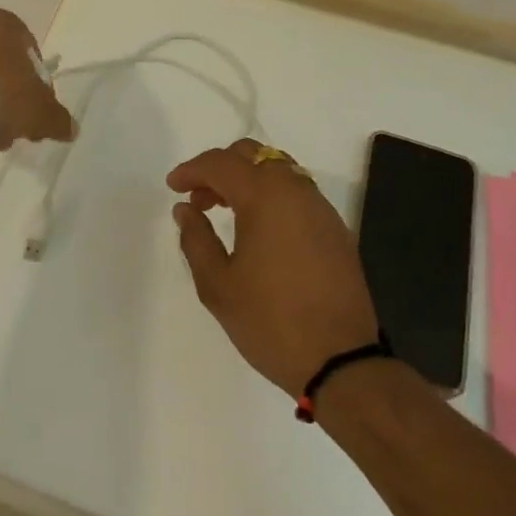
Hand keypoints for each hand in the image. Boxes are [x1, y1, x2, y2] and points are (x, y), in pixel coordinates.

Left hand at [0, 8, 75, 147]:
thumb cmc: (2, 95)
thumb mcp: (41, 112)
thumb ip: (59, 119)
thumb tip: (72, 128)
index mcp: (7, 24)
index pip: (30, 49)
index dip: (37, 80)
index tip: (35, 105)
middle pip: (2, 65)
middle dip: (10, 95)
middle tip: (14, 124)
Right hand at [167, 139, 377, 396]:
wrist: (342, 362)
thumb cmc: (271, 321)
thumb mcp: (218, 285)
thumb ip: (196, 239)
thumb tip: (185, 209)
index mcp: (265, 196)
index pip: (220, 163)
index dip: (192, 170)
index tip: (173, 187)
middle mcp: (295, 190)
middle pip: (252, 154)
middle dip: (220, 168)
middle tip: (199, 198)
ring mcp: (320, 208)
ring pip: (278, 169)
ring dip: (248, 179)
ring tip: (226, 211)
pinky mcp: (336, 228)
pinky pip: (297, 192)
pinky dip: (272, 195)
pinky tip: (260, 228)